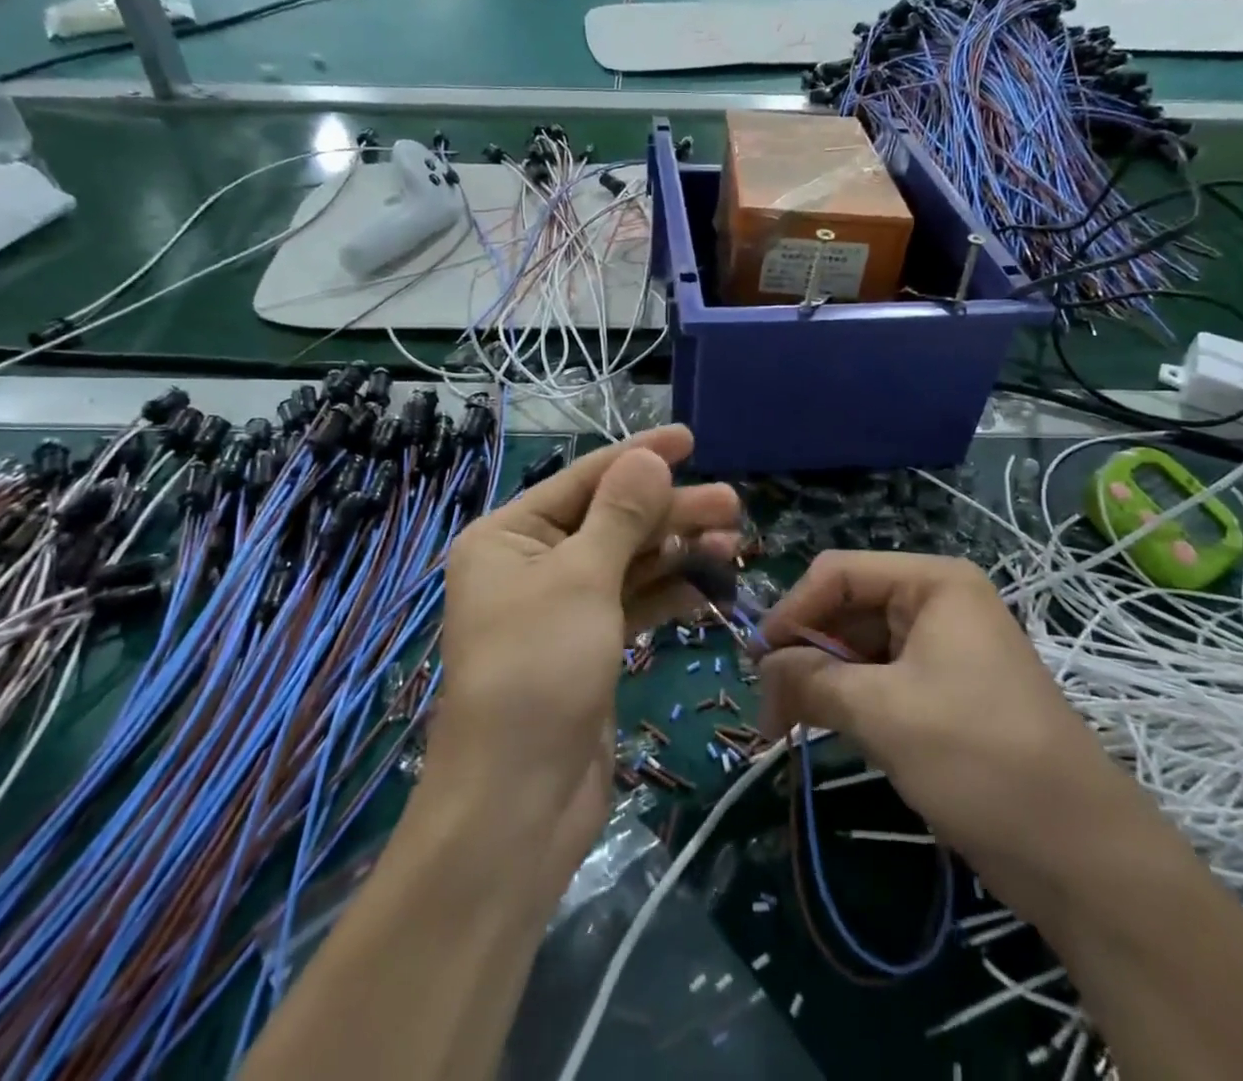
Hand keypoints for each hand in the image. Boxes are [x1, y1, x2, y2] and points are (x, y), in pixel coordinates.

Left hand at [424, 426, 740, 892]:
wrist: (519, 804)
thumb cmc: (539, 671)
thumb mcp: (582, 579)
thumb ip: (620, 513)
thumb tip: (648, 457)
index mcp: (508, 536)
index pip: (583, 479)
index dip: (638, 455)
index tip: (690, 439)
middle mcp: (531, 564)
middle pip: (611, 520)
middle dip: (669, 510)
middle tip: (732, 502)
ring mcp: (561, 607)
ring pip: (627, 561)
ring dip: (677, 549)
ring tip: (733, 538)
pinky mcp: (588, 645)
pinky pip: (633, 601)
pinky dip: (669, 589)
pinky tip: (711, 582)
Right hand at [757, 551, 1142, 901]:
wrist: (1081, 856)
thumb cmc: (979, 758)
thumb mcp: (882, 712)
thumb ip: (811, 679)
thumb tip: (763, 667)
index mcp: (932, 582)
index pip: (838, 573)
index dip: (792, 611)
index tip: (755, 662)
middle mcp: (936, 603)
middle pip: (846, 609)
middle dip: (803, 653)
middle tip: (767, 707)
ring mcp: (942, 649)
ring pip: (858, 648)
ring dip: (820, 682)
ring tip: (786, 726)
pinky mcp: (943, 693)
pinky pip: (880, 680)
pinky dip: (847, 701)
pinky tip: (822, 729)